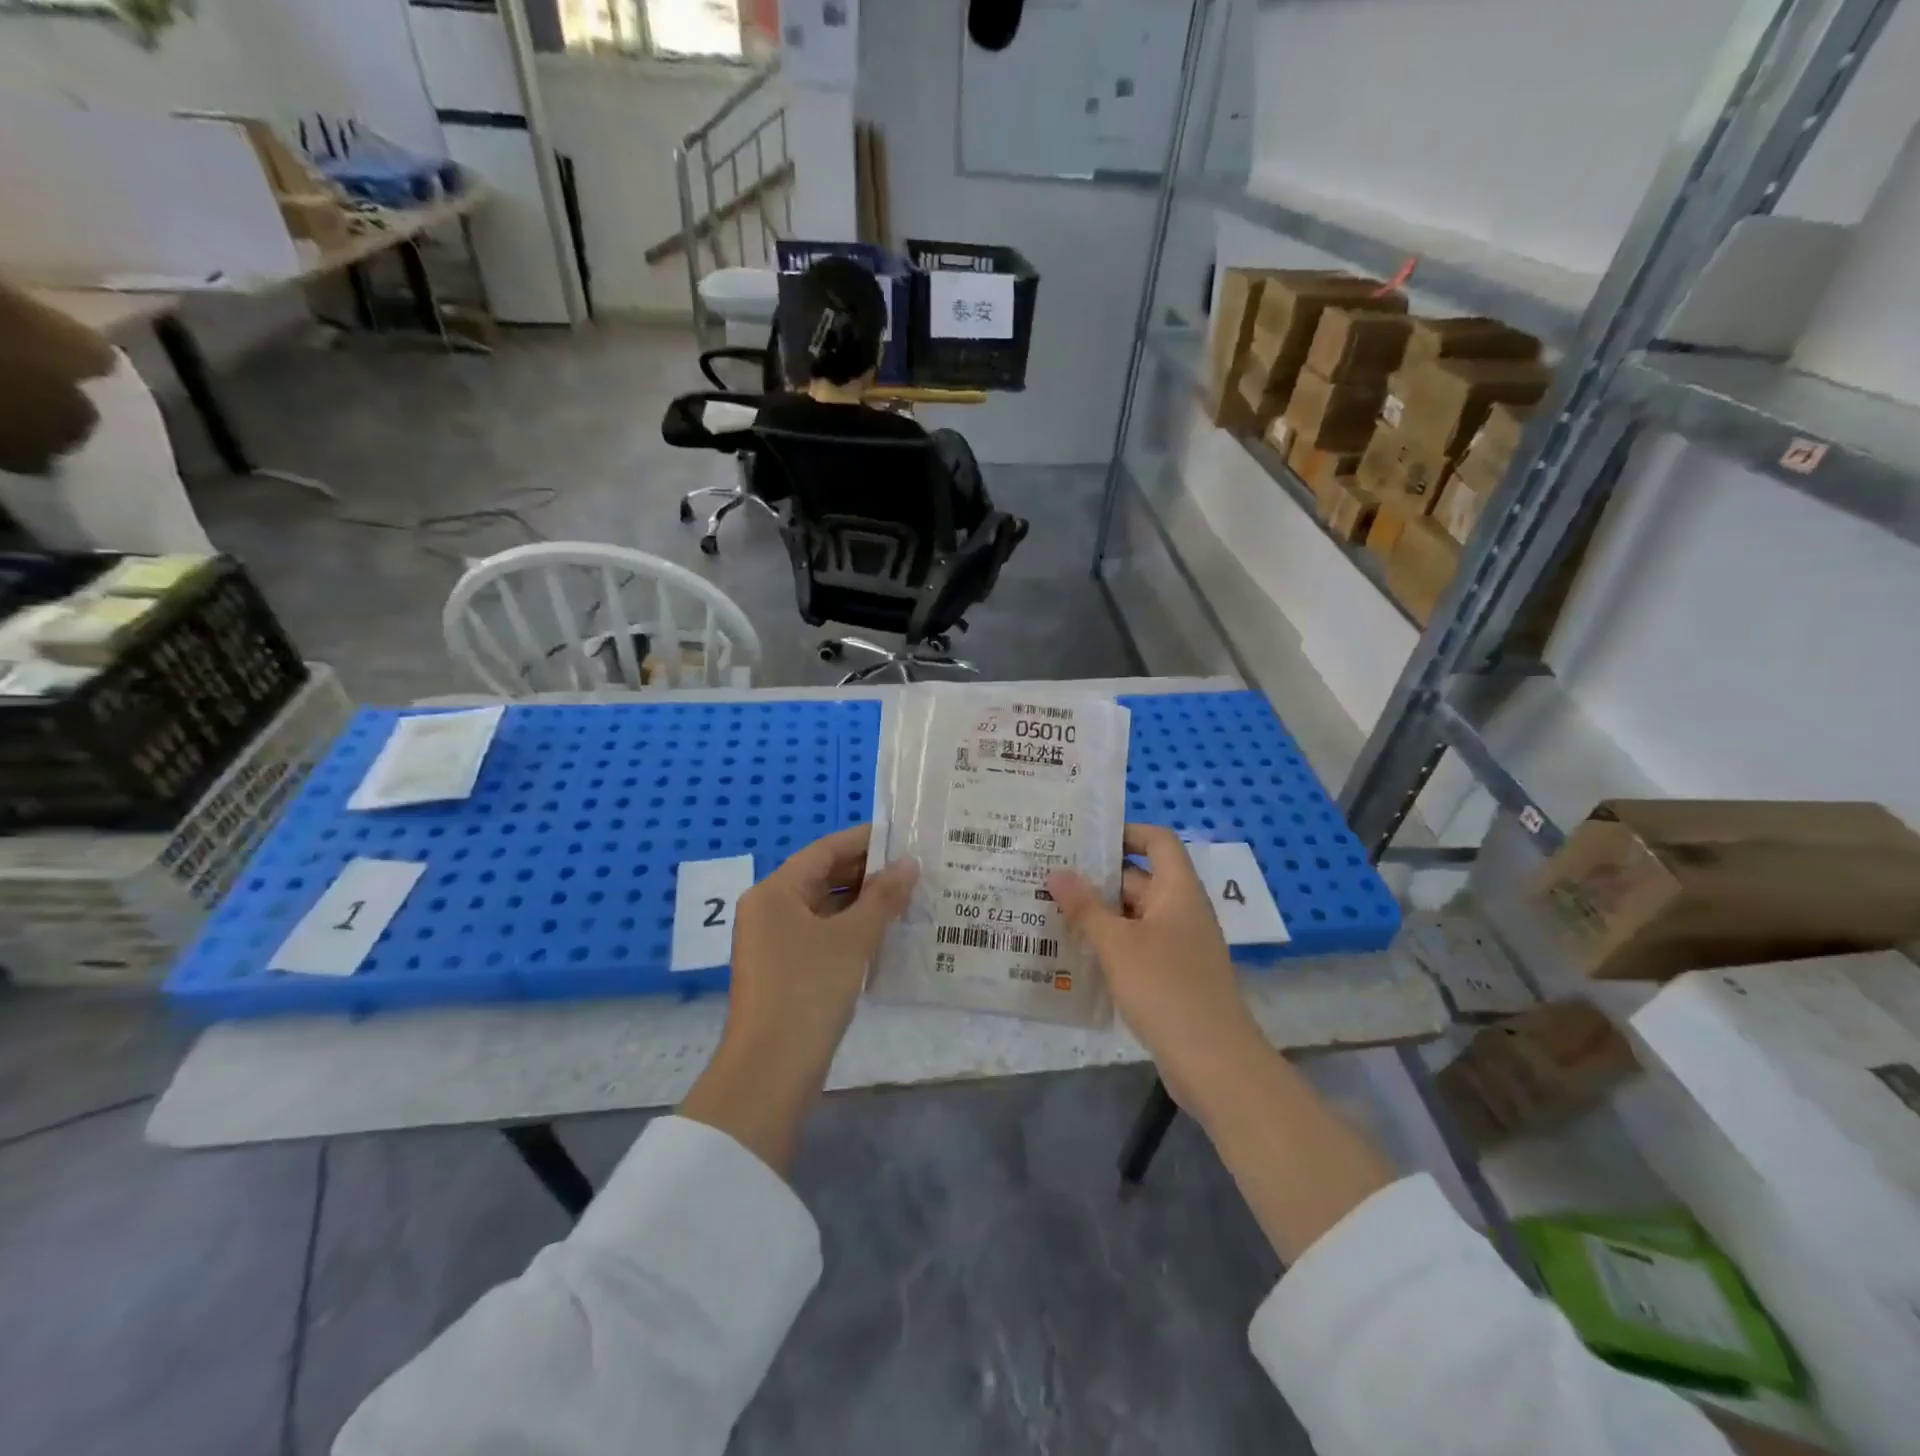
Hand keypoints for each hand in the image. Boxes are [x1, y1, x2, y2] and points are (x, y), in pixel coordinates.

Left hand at [727, 823, 917, 1074]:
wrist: (771, 1071)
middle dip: (868, 872)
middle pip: (822, 877)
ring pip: (824, 907)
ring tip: (909, 895)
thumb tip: (909, 864)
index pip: (824, 850)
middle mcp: (769, 909)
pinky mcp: (785, 969)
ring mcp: (774, 941)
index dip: (865, 840)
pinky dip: (851, 928)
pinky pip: (821, 933)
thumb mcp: (852, 939)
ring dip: (863, 902)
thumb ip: (882, 897)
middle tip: (914, 867)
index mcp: (775, 891)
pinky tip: (886, 931)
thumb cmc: (809, 991)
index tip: (903, 835)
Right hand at [1053, 828, 1394, 1259]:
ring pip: (1133, 916)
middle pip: (1139, 878)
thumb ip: (1085, 907)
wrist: (1214, 1063)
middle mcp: (1181, 911)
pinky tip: (1074, 953)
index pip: (1157, 841)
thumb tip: (1057, 872)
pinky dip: (1109, 944)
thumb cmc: (1166, 989)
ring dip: (1098, 913)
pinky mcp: (1172, 976)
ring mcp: (1178, 945)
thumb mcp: (1117, 944)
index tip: (1083, 838)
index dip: (1125, 832)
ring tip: (1050, 909)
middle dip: (1097, 877)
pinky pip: (1136, 946)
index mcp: (1178, 891)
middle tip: (1049, 874)